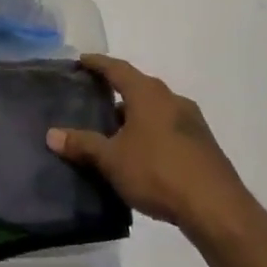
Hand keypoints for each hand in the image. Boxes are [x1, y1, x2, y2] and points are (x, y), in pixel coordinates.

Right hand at [47, 55, 249, 234]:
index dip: (98, 64)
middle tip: (95, 100)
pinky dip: (152, 132)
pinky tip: (142, 154)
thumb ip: (82, 144)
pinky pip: (169, 128)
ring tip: (115, 132)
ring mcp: (192, 121)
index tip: (82, 60)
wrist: (215, 206)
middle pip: (138, 87)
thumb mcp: (112, 160)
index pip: (117, 69)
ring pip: (155, 109)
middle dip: (117, 92)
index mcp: (148, 93)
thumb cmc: (157, 172)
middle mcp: (171, 98)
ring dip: (135, 115)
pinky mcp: (203, 144)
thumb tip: (51, 134)